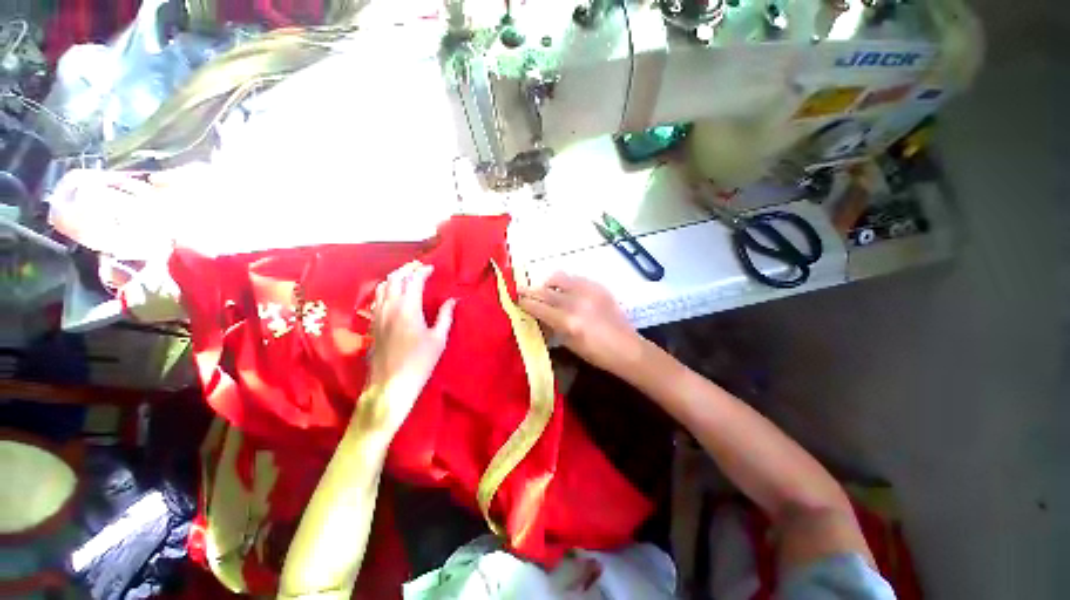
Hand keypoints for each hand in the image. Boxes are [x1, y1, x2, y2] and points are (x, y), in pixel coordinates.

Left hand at [361, 261, 455, 436]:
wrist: (390, 384)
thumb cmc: (419, 362)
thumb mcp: (438, 339)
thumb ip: (445, 316)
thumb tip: (452, 300)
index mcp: (408, 308)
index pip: (413, 280)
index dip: (422, 271)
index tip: (431, 268)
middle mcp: (389, 307)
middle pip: (395, 279)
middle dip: (407, 269)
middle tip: (419, 269)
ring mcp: (377, 315)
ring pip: (382, 287)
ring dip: (395, 278)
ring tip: (406, 277)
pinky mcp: (372, 324)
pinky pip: (377, 298)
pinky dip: (386, 289)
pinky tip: (393, 295)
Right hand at [518, 273, 640, 374]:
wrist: (626, 347)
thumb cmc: (596, 353)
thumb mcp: (569, 344)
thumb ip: (551, 326)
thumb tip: (537, 315)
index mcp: (567, 321)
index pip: (539, 307)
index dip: (525, 302)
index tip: (516, 299)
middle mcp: (575, 302)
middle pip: (545, 291)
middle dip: (530, 290)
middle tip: (520, 289)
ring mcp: (588, 291)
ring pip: (559, 277)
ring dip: (548, 283)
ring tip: (545, 289)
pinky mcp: (598, 286)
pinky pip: (575, 278)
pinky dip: (566, 283)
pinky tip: (566, 291)